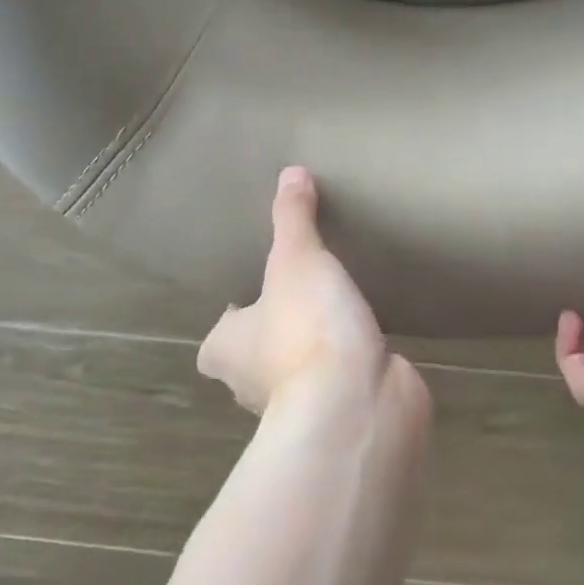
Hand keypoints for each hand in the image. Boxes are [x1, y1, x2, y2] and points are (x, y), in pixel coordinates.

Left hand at [199, 166, 390, 413]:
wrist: (359, 405)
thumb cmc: (307, 329)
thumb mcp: (297, 257)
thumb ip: (293, 216)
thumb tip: (291, 171)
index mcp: (229, 351)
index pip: (215, 342)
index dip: (230, 322)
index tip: (250, 298)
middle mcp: (253, 385)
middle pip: (254, 359)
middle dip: (272, 334)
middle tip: (298, 294)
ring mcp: (301, 405)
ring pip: (298, 372)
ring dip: (313, 350)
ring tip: (336, 308)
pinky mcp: (342, 414)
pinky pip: (340, 382)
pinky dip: (349, 364)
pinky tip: (368, 338)